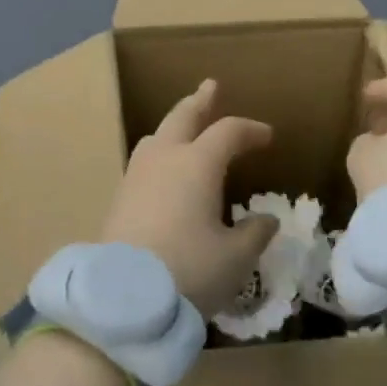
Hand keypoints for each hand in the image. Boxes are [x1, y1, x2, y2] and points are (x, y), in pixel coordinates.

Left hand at [101, 79, 278, 316]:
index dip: (250, 130)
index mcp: (197, 164)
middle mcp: (164, 159)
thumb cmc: (190, 271)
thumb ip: (254, 234)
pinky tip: (164, 171)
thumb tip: (266, 220)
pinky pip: (144, 161)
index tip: (267, 136)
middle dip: (199, 102)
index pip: (228, 132)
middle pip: (182, 117)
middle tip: (210, 87)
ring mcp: (136, 176)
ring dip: (174, 125)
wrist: (123, 298)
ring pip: (156, 136)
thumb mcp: (235, 257)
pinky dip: (159, 152)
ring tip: (183, 127)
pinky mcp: (120, 198)